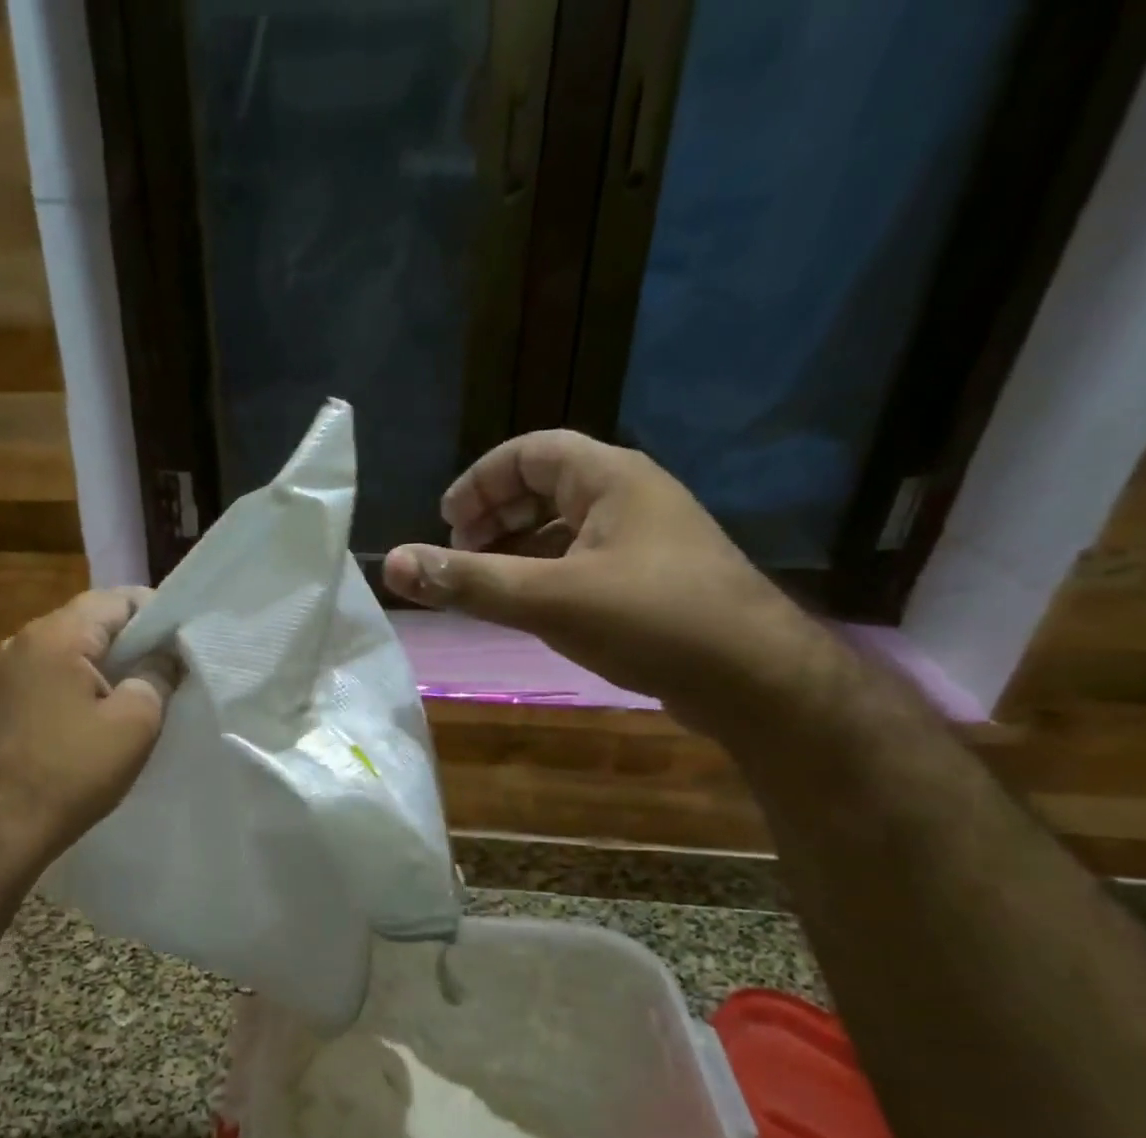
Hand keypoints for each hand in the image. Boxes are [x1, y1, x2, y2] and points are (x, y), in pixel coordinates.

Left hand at [0, 588, 175, 858]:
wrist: (13, 822)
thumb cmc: (77, 769)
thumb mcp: (136, 720)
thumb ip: (158, 675)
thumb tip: (167, 656)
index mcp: (57, 635)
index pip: (118, 598)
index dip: (158, 613)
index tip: (185, 640)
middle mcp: (28, 638)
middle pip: (94, 617)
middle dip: (137, 636)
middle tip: (173, 663)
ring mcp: (14, 666)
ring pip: (77, 643)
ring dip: (113, 657)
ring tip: (147, 682)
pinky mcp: (13, 693)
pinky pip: (60, 667)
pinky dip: (89, 675)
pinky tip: (110, 702)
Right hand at [382, 430, 833, 729]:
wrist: (754, 678)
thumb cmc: (651, 620)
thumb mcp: (548, 599)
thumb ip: (468, 581)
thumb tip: (392, 562)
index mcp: (610, 478)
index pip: (530, 451)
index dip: (480, 481)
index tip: (443, 522)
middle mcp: (631, 497)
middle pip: (546, 485)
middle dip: (495, 515)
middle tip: (458, 554)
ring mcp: (646, 540)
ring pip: (565, 528)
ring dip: (518, 548)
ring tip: (485, 585)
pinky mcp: (653, 581)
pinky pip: (584, 562)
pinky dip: (546, 575)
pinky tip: (532, 609)